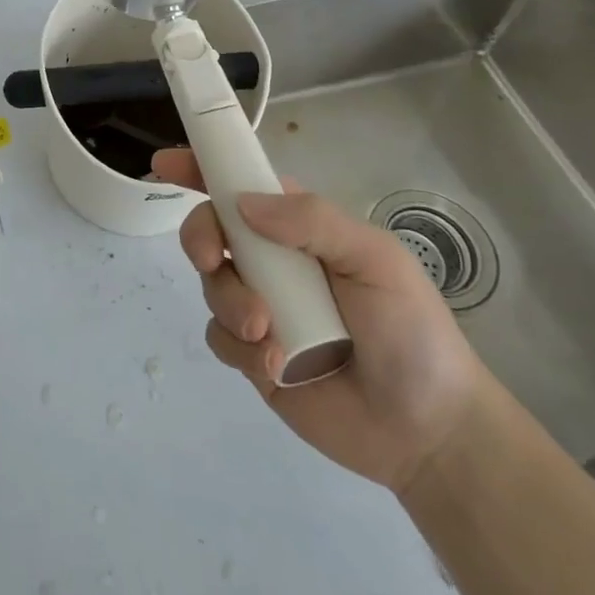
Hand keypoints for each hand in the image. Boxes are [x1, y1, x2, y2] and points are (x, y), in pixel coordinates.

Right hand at [160, 148, 488, 492]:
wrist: (429, 431)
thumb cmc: (412, 331)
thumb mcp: (376, 259)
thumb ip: (313, 221)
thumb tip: (243, 204)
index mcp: (301, 227)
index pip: (243, 185)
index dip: (202, 168)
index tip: (165, 163)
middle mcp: (273, 260)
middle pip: (211, 229)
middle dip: (200, 237)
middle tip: (212, 260)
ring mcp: (260, 307)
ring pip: (211, 284)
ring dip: (231, 303)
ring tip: (269, 335)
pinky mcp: (252, 355)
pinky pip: (219, 336)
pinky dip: (240, 347)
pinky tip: (278, 366)